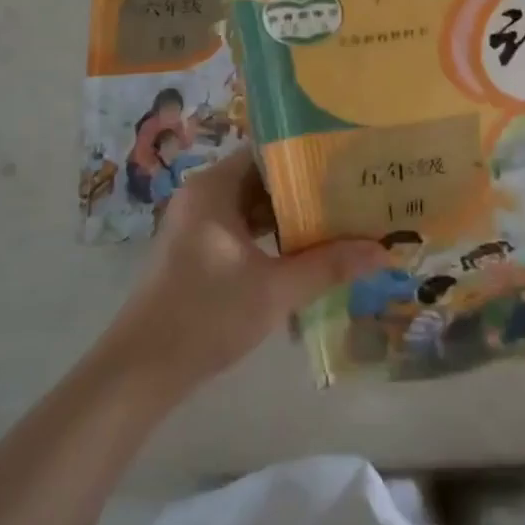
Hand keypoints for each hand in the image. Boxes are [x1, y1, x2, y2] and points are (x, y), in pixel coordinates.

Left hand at [104, 148, 389, 394]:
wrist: (141, 371)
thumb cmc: (206, 316)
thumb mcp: (275, 289)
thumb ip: (330, 265)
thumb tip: (384, 251)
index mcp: (213, 188)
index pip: (268, 152)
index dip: (308, 155)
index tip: (347, 160)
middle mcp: (203, 196)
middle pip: (263, 178)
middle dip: (306, 188)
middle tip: (353, 189)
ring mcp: (197, 224)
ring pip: (253, 206)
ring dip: (290, 214)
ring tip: (340, 215)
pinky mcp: (198, 250)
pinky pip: (243, 228)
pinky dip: (271, 235)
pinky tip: (306, 248)